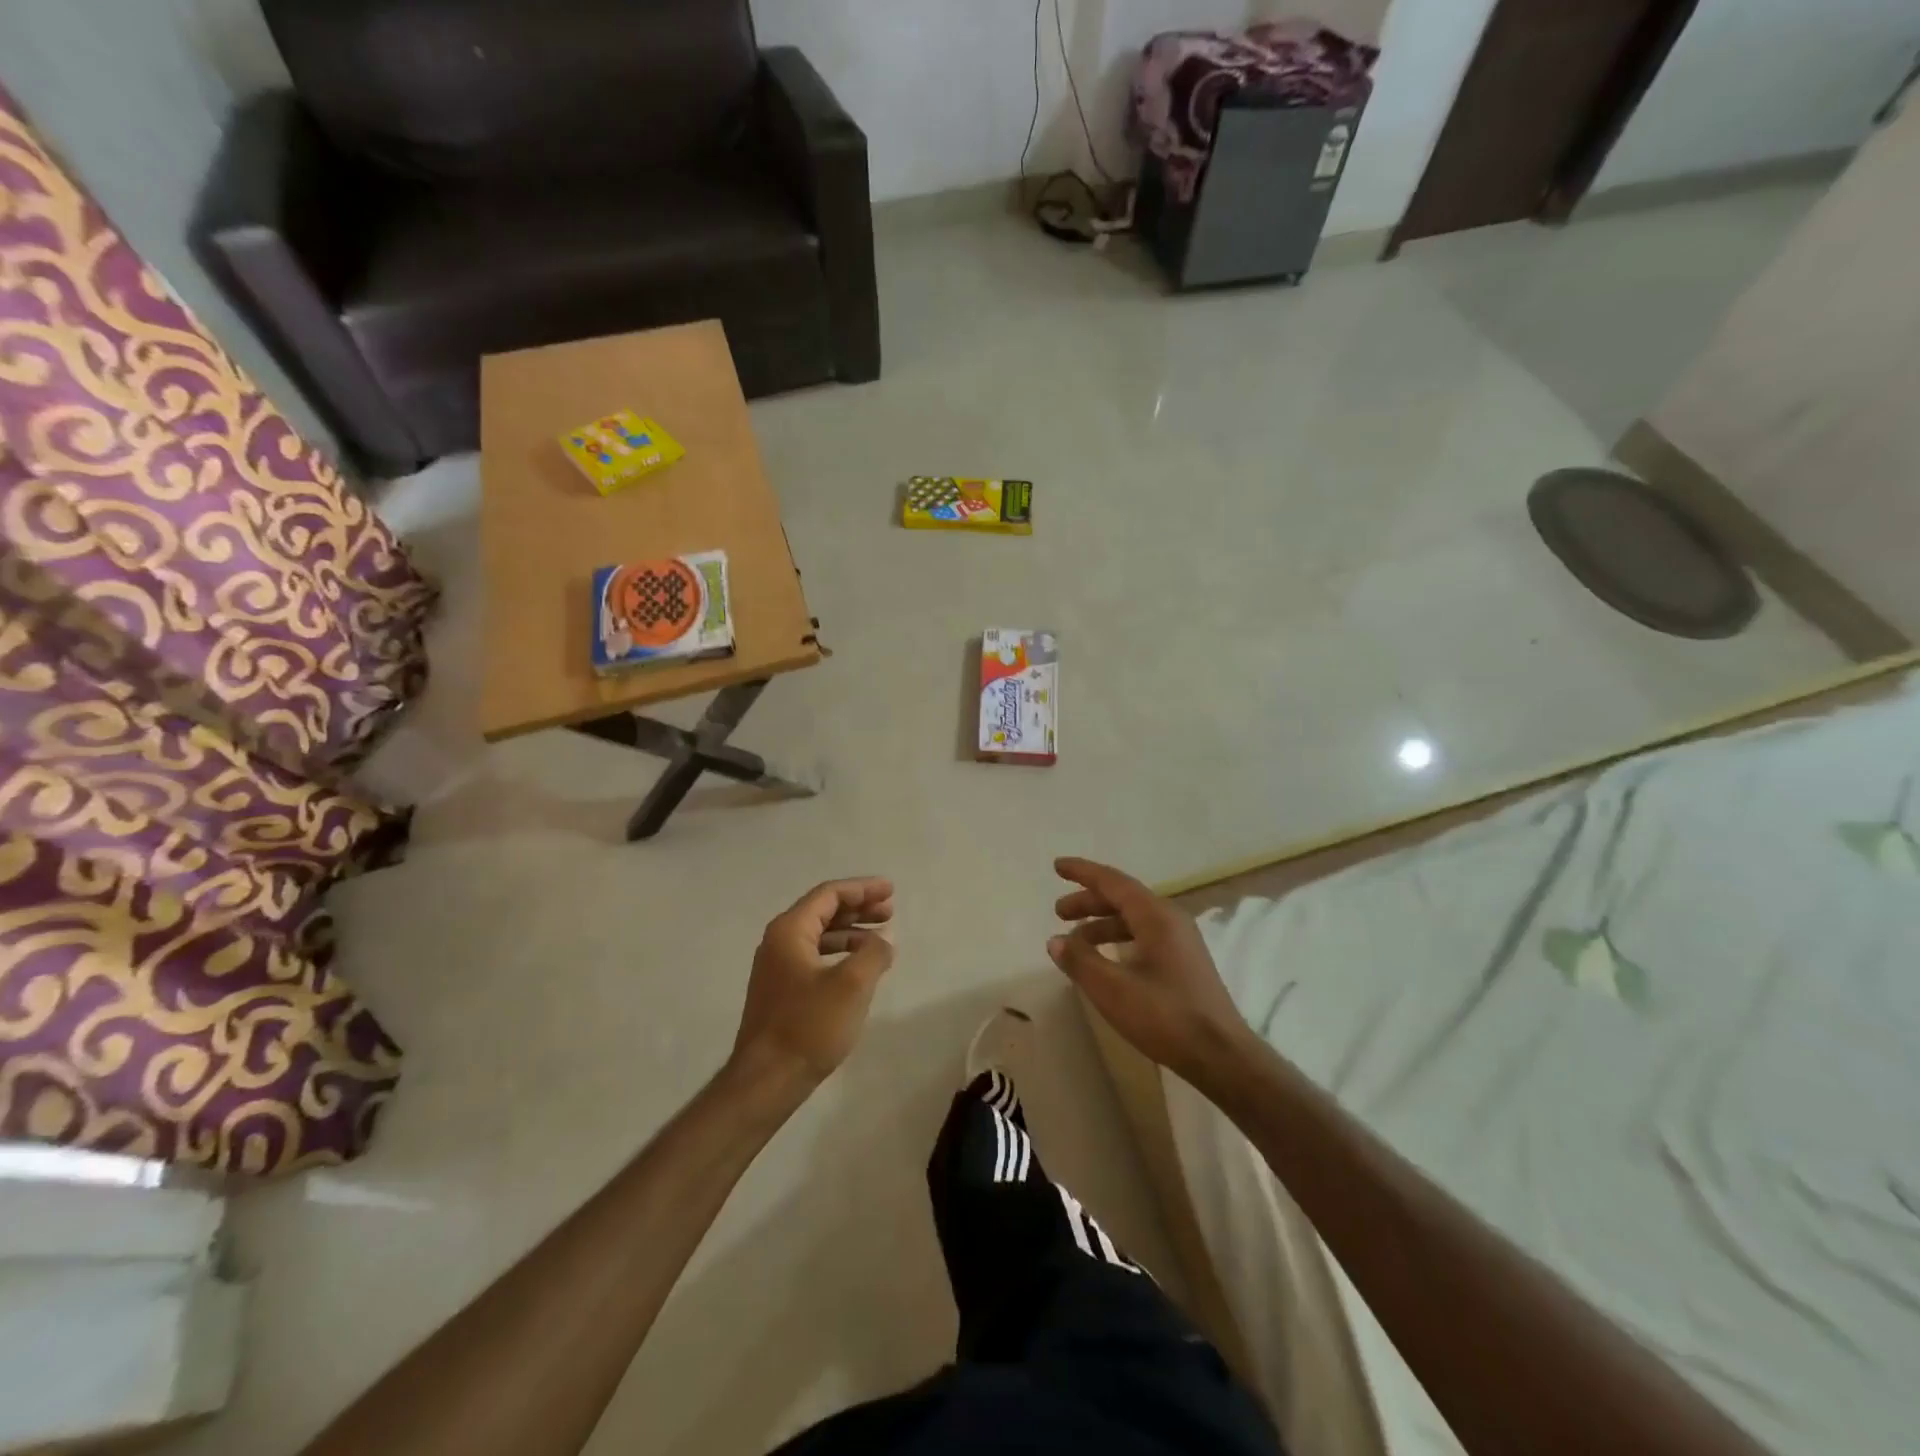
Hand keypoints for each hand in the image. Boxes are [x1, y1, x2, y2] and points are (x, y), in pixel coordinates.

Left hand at [730, 877, 895, 1093]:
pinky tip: (860, 967)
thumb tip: (883, 940)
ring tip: (881, 939)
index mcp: (790, 931)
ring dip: (851, 932)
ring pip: (820, 935)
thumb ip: (874, 953)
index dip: (862, 889)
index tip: (891, 891)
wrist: (766, 1080)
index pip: (829, 895)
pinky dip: (840, 954)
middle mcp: (778, 942)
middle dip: (859, 908)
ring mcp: (777, 968)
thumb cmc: (809, 1025)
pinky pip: (815, 957)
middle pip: (823, 911)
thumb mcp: (852, 985)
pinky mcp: (781, 991)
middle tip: (890, 912)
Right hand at [1049, 857, 1251, 1082]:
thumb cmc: (1165, 1016)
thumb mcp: (1112, 989)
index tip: (1057, 866)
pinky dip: (1118, 939)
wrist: (1220, 1056)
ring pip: (1133, 919)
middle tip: (1058, 912)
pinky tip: (1105, 959)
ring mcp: (1181, 941)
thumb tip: (1056, 941)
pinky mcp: (1184, 962)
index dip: (1083, 872)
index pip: (1113, 882)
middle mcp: (1170, 919)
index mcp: (1156, 916)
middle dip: (1088, 901)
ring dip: (1102, 923)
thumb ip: (1080, 961)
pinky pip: (1143, 935)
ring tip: (1075, 941)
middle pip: (1123, 898)